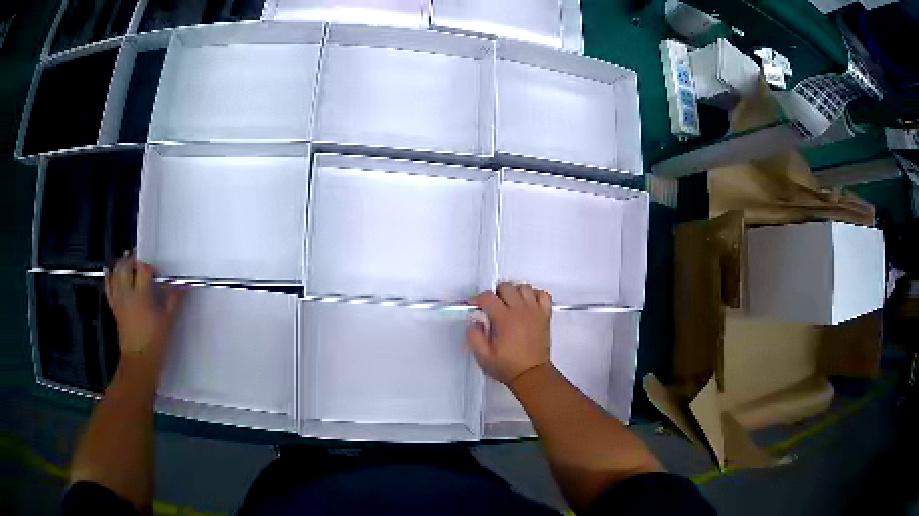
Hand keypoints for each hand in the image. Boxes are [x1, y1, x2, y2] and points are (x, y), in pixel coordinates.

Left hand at [105, 256, 183, 372]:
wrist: (139, 361)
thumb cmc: (155, 342)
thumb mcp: (168, 321)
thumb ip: (174, 300)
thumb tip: (183, 285)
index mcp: (141, 295)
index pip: (143, 269)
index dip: (150, 267)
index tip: (157, 275)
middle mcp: (127, 293)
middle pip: (125, 266)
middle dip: (133, 260)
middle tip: (142, 265)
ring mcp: (118, 300)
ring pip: (115, 273)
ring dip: (121, 265)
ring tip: (129, 264)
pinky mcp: (114, 307)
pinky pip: (108, 287)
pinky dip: (109, 277)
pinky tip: (111, 271)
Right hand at [467, 283, 552, 385]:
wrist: (532, 374)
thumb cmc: (508, 367)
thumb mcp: (483, 356)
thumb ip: (474, 336)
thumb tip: (474, 322)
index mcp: (504, 320)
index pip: (488, 297)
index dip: (477, 299)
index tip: (474, 306)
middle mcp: (521, 312)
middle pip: (506, 287)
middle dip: (495, 294)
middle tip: (492, 306)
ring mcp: (535, 312)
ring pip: (524, 287)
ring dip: (515, 292)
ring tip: (509, 303)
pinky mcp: (545, 316)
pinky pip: (543, 295)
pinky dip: (535, 295)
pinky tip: (528, 304)